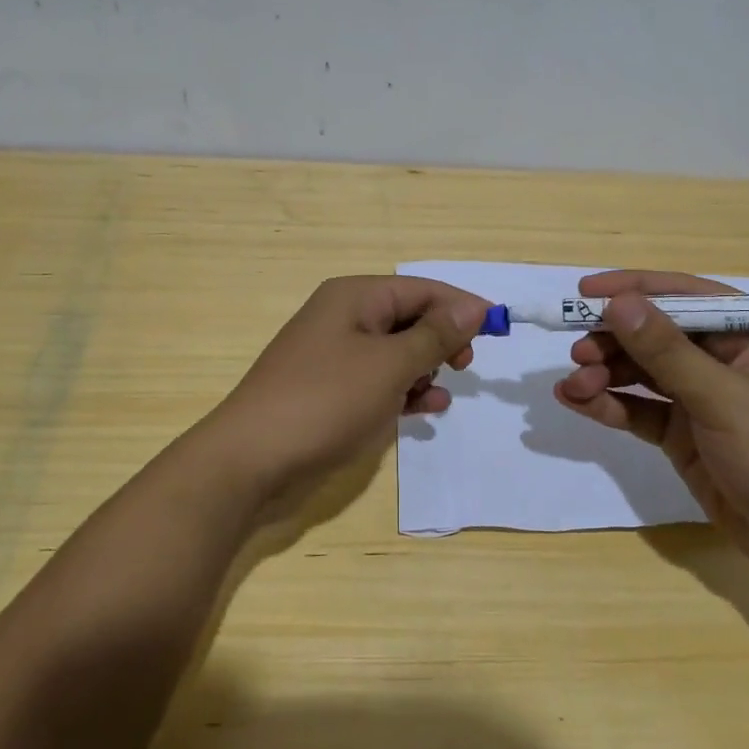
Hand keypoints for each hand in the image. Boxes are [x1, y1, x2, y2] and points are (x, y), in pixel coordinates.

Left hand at [208, 275, 490, 489]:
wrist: (251, 459)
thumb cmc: (326, 401)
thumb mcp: (390, 364)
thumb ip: (435, 334)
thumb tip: (474, 305)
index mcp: (355, 297)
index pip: (421, 289)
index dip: (460, 306)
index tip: (496, 330)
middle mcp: (343, 318)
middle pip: (409, 317)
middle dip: (441, 340)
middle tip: (463, 366)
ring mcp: (334, 356)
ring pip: (396, 352)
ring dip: (424, 370)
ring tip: (438, 395)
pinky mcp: (330, 391)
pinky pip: (378, 381)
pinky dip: (403, 391)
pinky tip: (425, 410)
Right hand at [554, 270, 748, 579]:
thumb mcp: (723, 398)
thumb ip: (667, 351)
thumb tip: (618, 303)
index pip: (684, 296)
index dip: (633, 289)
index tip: (584, 290)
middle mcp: (723, 358)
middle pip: (655, 334)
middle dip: (613, 339)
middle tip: (577, 352)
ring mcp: (701, 398)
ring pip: (641, 372)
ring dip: (604, 373)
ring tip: (573, 384)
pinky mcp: (683, 434)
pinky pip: (638, 409)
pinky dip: (608, 404)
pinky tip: (575, 401)